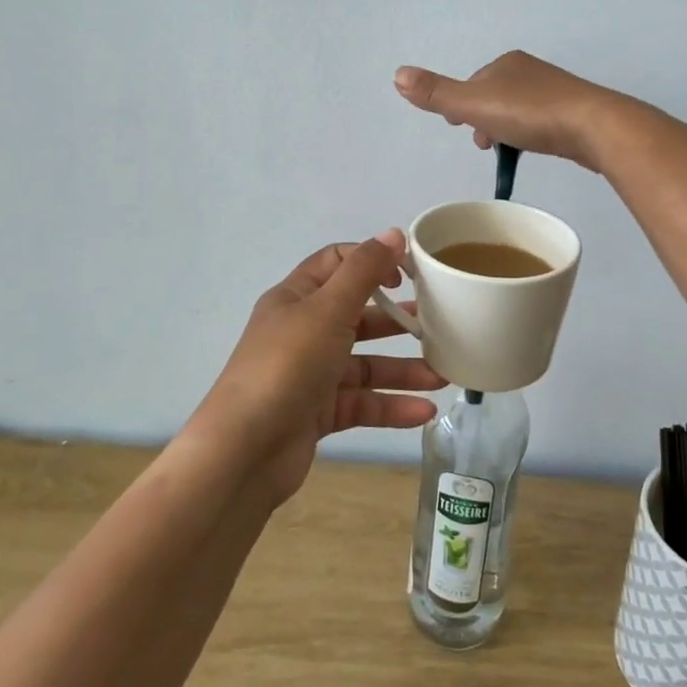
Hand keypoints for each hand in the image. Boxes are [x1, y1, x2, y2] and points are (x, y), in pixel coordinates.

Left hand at [189, 232, 446, 505]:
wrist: (244, 452)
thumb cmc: (287, 365)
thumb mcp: (328, 309)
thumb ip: (364, 271)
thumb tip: (393, 234)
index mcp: (296, 298)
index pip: (337, 263)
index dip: (373, 262)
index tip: (410, 274)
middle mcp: (302, 332)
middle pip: (357, 317)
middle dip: (396, 322)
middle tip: (438, 325)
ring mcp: (310, 375)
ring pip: (364, 365)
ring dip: (402, 370)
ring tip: (442, 377)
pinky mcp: (317, 414)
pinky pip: (361, 403)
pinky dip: (391, 407)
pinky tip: (424, 411)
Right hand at [394, 51, 629, 171]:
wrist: (594, 126)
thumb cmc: (531, 114)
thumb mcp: (475, 104)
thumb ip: (437, 94)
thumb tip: (397, 74)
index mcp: (506, 63)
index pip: (473, 84)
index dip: (460, 106)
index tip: (457, 127)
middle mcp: (530, 71)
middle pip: (494, 96)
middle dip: (483, 119)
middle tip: (481, 145)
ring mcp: (555, 91)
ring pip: (517, 111)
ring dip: (505, 129)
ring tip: (505, 152)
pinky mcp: (574, 112)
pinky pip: (540, 122)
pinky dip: (529, 134)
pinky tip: (533, 149)